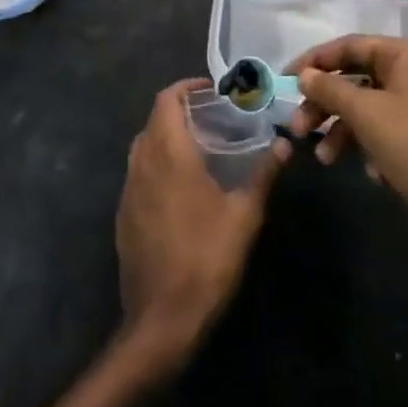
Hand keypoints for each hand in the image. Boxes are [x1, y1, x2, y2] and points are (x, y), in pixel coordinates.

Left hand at [116, 80, 285, 364]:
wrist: (161, 319)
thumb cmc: (206, 259)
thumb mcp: (244, 216)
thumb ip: (263, 175)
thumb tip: (284, 145)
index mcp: (168, 152)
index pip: (166, 99)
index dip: (185, 87)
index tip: (210, 90)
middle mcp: (142, 161)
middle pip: (154, 119)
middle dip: (179, 111)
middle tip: (211, 118)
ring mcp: (128, 189)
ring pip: (143, 145)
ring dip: (165, 137)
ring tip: (198, 148)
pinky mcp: (123, 214)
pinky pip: (138, 173)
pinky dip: (156, 164)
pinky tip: (180, 187)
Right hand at [284, 36, 407, 258]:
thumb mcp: (367, 114)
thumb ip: (331, 89)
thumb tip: (305, 74)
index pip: (349, 45)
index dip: (314, 61)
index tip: (284, 81)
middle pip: (358, 78)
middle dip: (326, 103)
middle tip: (298, 127)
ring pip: (371, 108)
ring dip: (343, 130)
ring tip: (324, 158)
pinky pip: (389, 132)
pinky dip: (371, 147)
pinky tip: (371, 174)